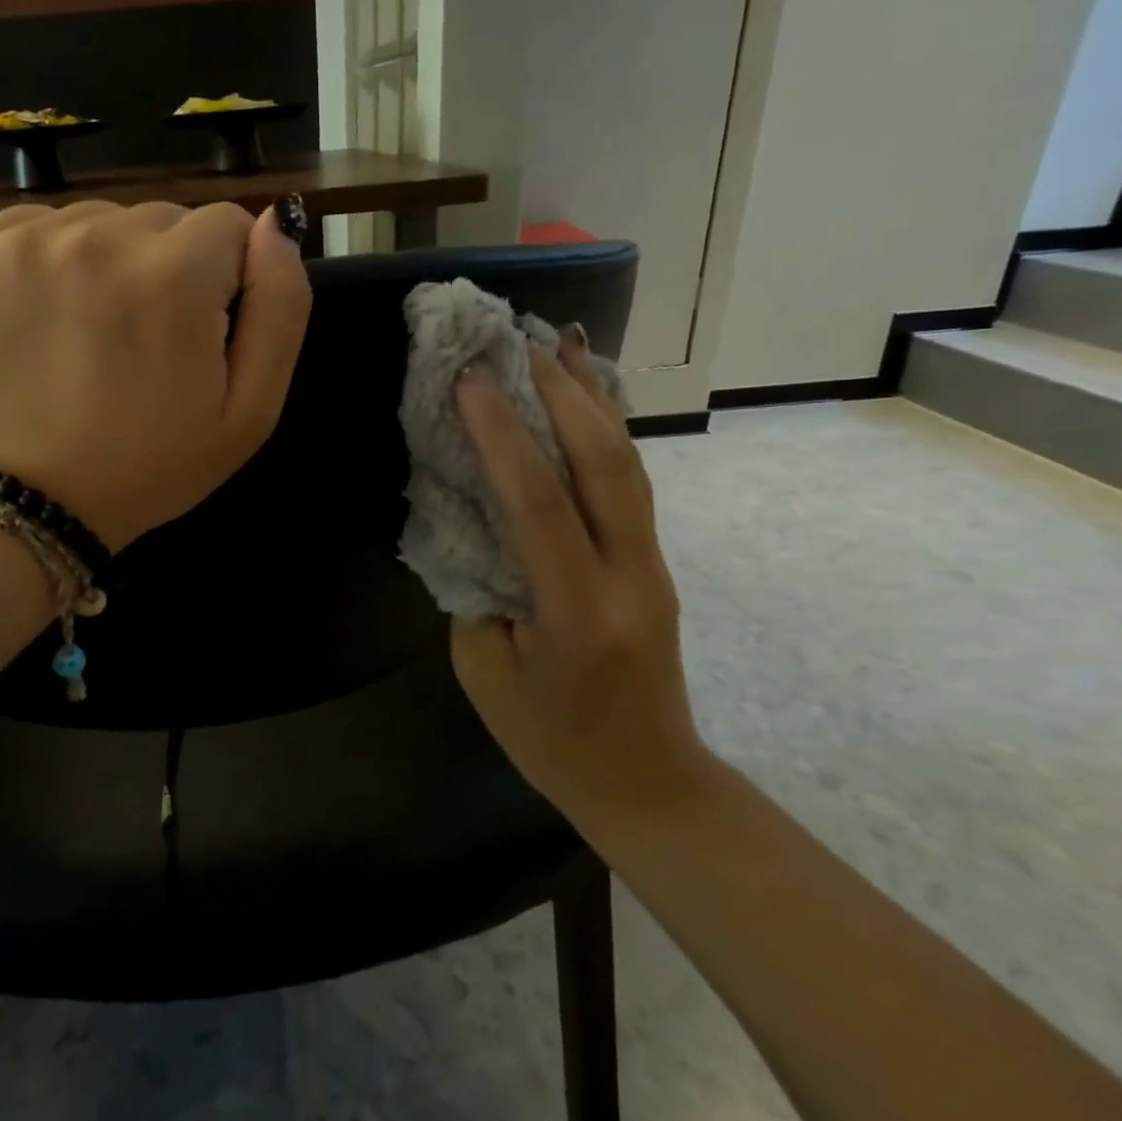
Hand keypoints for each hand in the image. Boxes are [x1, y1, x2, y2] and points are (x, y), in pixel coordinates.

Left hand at [0, 200, 311, 550]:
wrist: (27, 505)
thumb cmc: (150, 467)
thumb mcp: (249, 413)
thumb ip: (282, 310)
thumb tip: (277, 224)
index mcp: (174, 276)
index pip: (227, 225)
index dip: (226, 280)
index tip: (200, 333)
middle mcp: (98, 238)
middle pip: (161, 220)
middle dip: (169, 269)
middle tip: (144, 345)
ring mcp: (25, 243)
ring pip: (99, 221)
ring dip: (109, 264)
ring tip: (91, 337)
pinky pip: (36, 229)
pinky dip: (51, 263)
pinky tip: (46, 321)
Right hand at [450, 334, 713, 838]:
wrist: (650, 784)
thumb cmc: (552, 742)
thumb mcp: (484, 673)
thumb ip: (475, 587)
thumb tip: (469, 518)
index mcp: (576, 612)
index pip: (537, 503)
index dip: (500, 434)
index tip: (468, 378)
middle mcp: (628, 575)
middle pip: (605, 463)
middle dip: (559, 391)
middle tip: (515, 337)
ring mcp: (651, 565)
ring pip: (627, 463)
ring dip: (590, 396)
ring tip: (558, 340)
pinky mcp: (653, 562)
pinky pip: (629, 482)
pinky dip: (605, 428)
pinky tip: (588, 394)